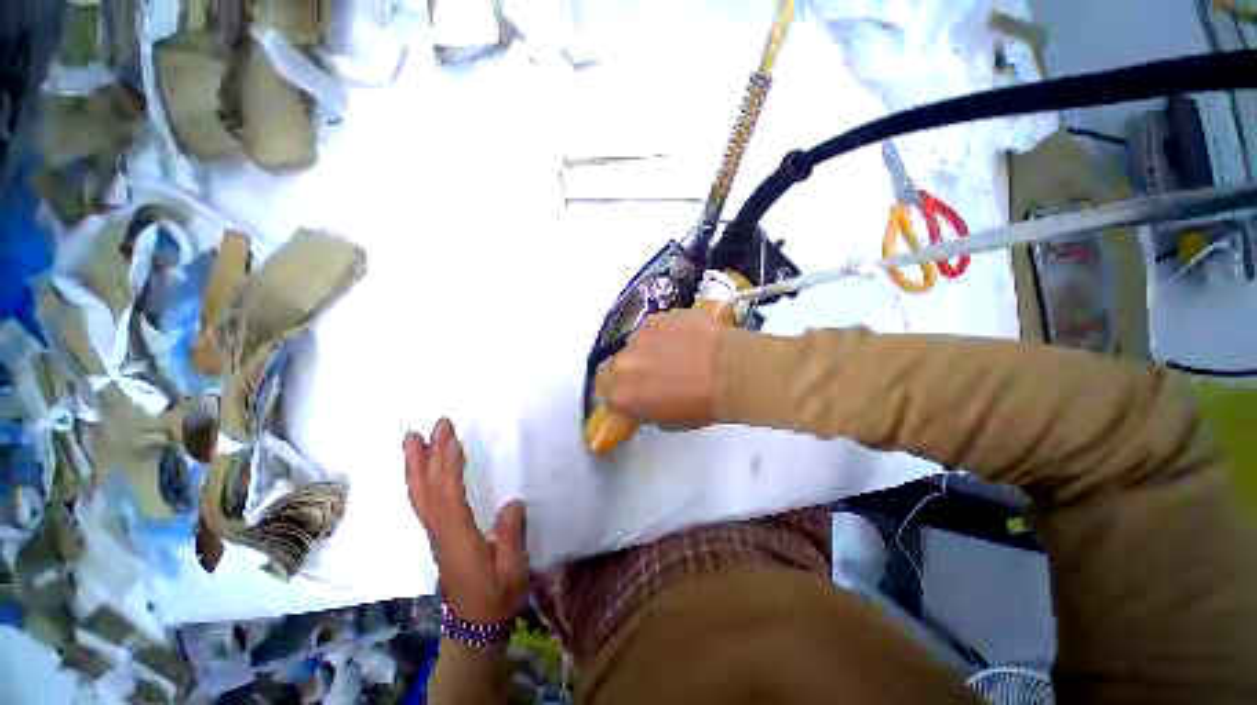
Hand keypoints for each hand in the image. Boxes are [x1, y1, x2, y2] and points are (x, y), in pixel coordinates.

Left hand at [404, 418, 528, 624]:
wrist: (474, 626)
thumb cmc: (498, 599)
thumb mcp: (514, 575)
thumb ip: (511, 540)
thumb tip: (513, 503)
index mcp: (459, 540)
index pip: (449, 497)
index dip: (447, 467)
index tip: (450, 438)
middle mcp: (441, 533)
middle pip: (428, 490)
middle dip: (428, 455)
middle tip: (433, 425)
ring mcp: (436, 533)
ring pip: (420, 494)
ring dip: (416, 464)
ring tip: (413, 437)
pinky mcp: (438, 533)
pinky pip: (423, 500)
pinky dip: (419, 478)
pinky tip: (421, 467)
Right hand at [595, 310, 722, 426]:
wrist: (730, 371)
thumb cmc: (703, 404)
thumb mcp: (668, 420)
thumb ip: (644, 408)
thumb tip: (643, 400)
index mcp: (623, 395)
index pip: (605, 392)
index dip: (619, 390)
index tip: (632, 390)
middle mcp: (623, 364)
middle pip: (613, 365)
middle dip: (628, 369)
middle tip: (650, 372)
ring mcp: (639, 337)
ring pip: (634, 343)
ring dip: (646, 349)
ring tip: (673, 353)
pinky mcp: (656, 318)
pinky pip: (652, 328)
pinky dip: (662, 333)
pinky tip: (683, 339)